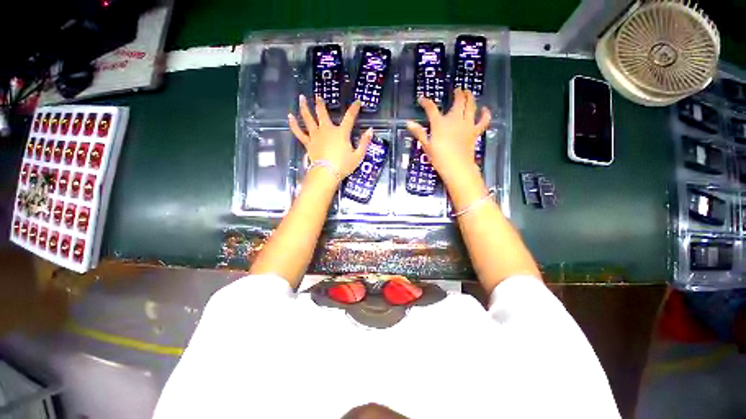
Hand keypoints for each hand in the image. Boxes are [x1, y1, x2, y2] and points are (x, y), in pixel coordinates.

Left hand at [288, 95, 372, 179]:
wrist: (327, 173)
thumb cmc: (343, 165)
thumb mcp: (358, 156)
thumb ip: (365, 142)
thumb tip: (371, 130)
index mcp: (341, 133)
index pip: (349, 117)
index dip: (354, 109)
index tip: (358, 102)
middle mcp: (327, 130)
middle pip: (322, 113)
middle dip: (321, 103)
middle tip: (318, 96)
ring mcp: (315, 135)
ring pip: (308, 118)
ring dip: (304, 107)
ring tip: (301, 98)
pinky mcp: (308, 143)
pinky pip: (299, 132)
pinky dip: (294, 124)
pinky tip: (290, 117)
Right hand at [406, 89, 490, 184]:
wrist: (457, 167)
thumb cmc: (439, 158)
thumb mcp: (426, 146)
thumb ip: (419, 133)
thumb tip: (408, 123)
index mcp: (440, 123)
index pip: (431, 108)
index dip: (425, 102)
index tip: (421, 100)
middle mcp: (455, 119)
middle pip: (458, 101)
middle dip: (457, 93)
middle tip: (457, 90)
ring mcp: (467, 125)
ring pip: (471, 106)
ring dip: (470, 97)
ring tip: (468, 92)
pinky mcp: (474, 132)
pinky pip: (483, 121)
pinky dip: (485, 114)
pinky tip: (485, 109)